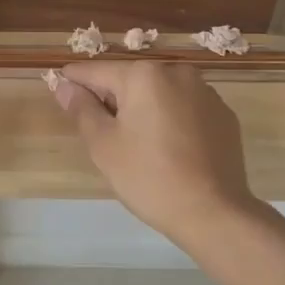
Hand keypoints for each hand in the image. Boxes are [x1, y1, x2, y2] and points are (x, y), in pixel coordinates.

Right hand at [49, 61, 266, 246]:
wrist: (214, 213)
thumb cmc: (149, 177)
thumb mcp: (103, 145)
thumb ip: (81, 108)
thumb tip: (65, 85)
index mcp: (143, 75)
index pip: (96, 71)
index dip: (74, 83)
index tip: (60, 92)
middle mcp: (176, 72)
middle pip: (130, 80)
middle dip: (113, 100)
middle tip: (103, 136)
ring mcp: (205, 92)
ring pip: (160, 94)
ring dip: (144, 109)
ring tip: (139, 146)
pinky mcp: (224, 115)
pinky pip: (186, 109)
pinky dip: (172, 120)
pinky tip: (170, 151)